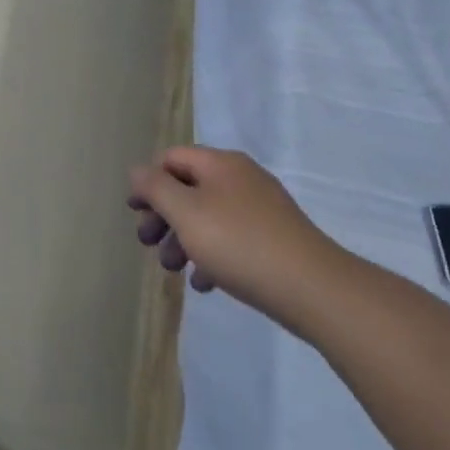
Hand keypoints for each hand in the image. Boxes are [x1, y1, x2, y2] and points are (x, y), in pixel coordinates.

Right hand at [128, 146, 346, 326]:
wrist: (315, 289)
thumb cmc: (239, 244)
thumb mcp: (185, 212)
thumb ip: (155, 187)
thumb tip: (138, 171)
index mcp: (220, 164)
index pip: (170, 159)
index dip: (147, 182)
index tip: (134, 213)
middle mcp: (241, 178)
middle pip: (188, 188)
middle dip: (163, 216)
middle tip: (148, 244)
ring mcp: (262, 209)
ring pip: (208, 216)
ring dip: (183, 239)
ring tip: (174, 270)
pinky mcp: (276, 239)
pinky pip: (232, 239)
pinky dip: (211, 255)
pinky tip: (204, 283)